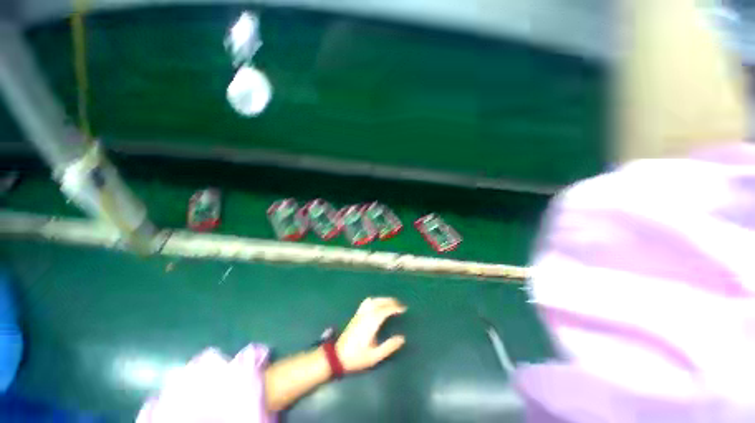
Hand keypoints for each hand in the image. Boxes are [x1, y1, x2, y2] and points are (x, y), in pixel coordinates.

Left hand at [336, 297, 406, 372]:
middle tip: (400, 305)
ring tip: (391, 303)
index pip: (386, 310)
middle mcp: (366, 315)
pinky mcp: (356, 315)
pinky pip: (366, 302)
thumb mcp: (374, 356)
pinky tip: (377, 304)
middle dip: (391, 301)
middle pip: (380, 302)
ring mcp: (360, 314)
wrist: (336, 357)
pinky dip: (375, 300)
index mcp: (372, 323)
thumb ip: (389, 346)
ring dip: (383, 299)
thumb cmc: (356, 358)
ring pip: (373, 300)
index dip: (395, 308)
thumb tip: (402, 338)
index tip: (404, 309)